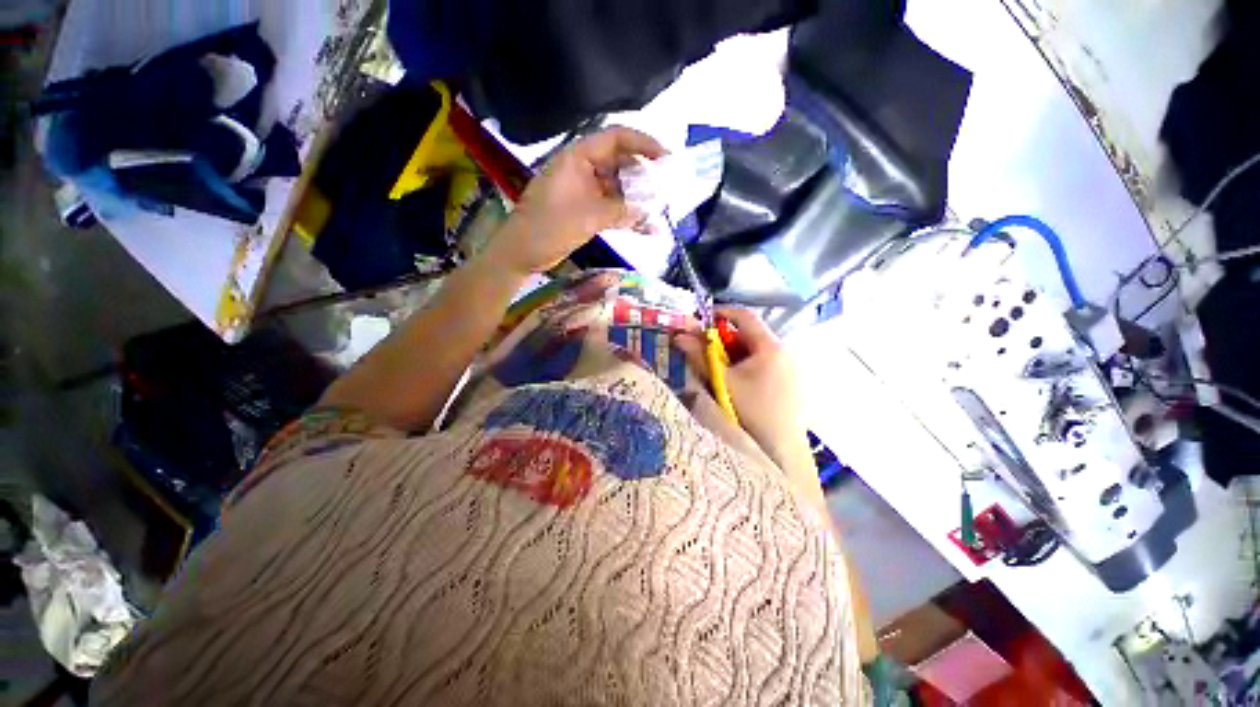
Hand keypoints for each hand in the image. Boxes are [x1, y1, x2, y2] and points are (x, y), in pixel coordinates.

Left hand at [483, 127, 665, 276]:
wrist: (521, 253)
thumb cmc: (548, 227)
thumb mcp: (587, 217)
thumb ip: (620, 212)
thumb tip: (648, 213)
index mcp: (577, 158)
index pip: (615, 138)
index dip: (643, 144)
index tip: (665, 158)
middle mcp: (582, 169)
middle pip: (619, 163)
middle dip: (644, 175)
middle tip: (667, 188)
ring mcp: (584, 191)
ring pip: (617, 189)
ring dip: (637, 199)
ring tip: (660, 210)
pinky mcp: (584, 210)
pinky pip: (611, 208)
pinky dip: (626, 216)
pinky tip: (645, 228)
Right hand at [675, 307, 826, 525]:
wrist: (782, 449)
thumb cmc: (752, 411)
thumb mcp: (722, 382)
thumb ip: (700, 356)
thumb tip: (679, 336)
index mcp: (770, 346)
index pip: (744, 316)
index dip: (721, 313)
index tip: (702, 320)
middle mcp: (784, 351)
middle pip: (749, 334)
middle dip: (724, 340)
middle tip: (706, 353)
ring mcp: (790, 366)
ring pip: (755, 350)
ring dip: (734, 355)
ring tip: (719, 372)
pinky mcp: (790, 380)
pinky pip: (764, 363)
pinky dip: (746, 366)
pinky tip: (737, 384)